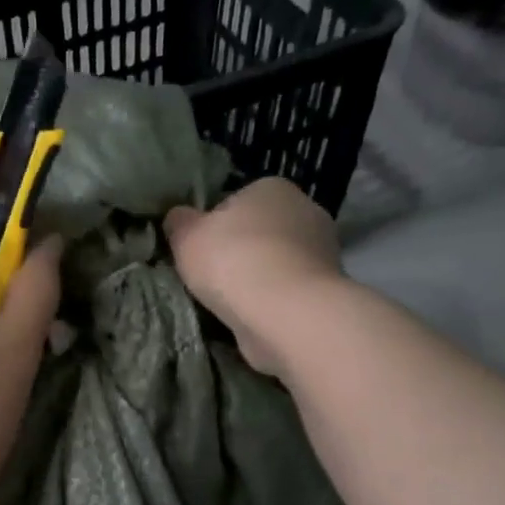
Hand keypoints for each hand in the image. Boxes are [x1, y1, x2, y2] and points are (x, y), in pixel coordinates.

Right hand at [164, 177, 343, 376]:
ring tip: (231, 303)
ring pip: (275, 263)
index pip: (236, 202)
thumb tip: (178, 217)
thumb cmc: (233, 261)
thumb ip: (179, 223)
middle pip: (259, 232)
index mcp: (271, 187)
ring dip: (256, 280)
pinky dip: (272, 302)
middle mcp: (305, 210)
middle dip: (239, 252)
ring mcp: (322, 251)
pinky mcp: (326, 289)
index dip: (214, 226)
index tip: (200, 250)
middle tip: (212, 278)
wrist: (286, 313)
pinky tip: (254, 317)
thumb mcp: (187, 236)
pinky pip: (287, 291)